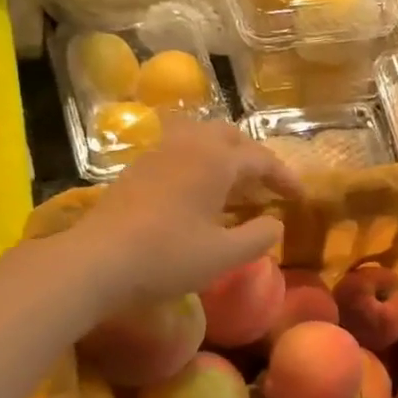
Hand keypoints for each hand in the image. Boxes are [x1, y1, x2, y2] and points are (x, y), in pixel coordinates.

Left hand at [77, 118, 302, 309]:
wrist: (98, 260)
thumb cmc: (167, 257)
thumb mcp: (224, 255)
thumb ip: (258, 237)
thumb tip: (275, 223)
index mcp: (215, 161)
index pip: (260, 159)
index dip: (284, 177)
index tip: (299, 198)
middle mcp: (188, 146)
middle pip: (229, 136)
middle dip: (253, 157)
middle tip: (265, 185)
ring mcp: (158, 154)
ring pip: (200, 138)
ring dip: (223, 156)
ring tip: (233, 186)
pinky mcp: (137, 169)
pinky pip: (178, 152)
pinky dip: (199, 164)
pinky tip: (197, 193)